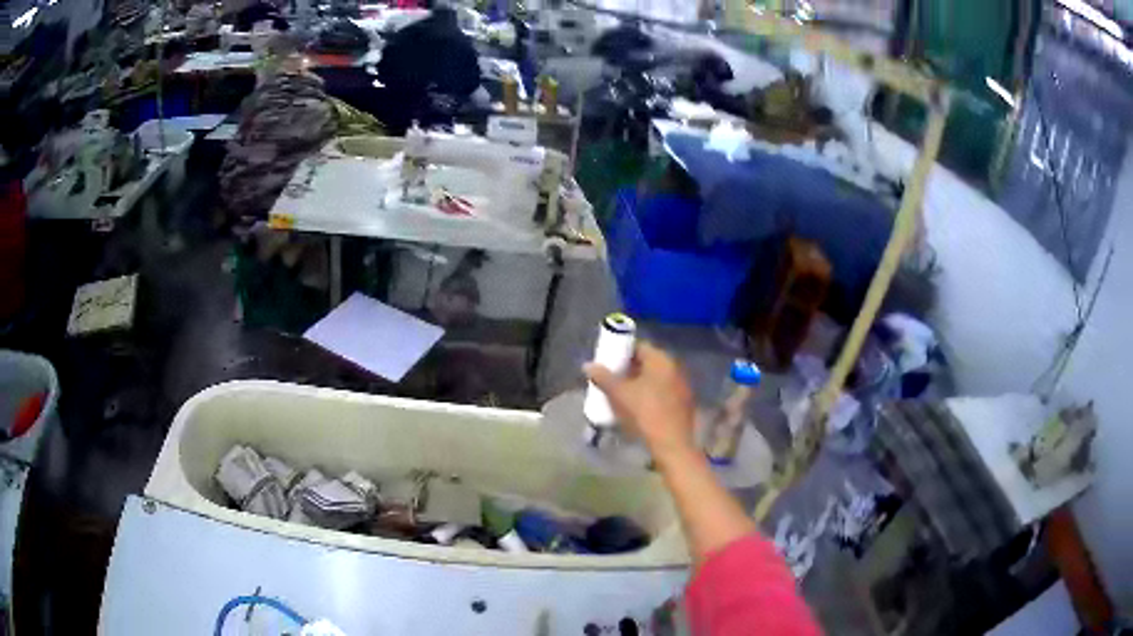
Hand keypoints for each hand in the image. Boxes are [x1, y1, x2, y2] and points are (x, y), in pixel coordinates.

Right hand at [584, 342, 695, 459]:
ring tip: (622, 394)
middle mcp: (675, 367)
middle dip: (630, 368)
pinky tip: (639, 407)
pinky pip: (664, 391)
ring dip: (640, 382)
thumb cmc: (644, 413)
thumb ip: (603, 377)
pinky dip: (651, 394)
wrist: (671, 444)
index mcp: (661, 359)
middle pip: (648, 362)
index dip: (622, 352)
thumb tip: (587, 365)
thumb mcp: (618, 394)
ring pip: (656, 378)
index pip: (639, 346)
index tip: (608, 362)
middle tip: (612, 379)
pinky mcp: (684, 402)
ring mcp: (682, 385)